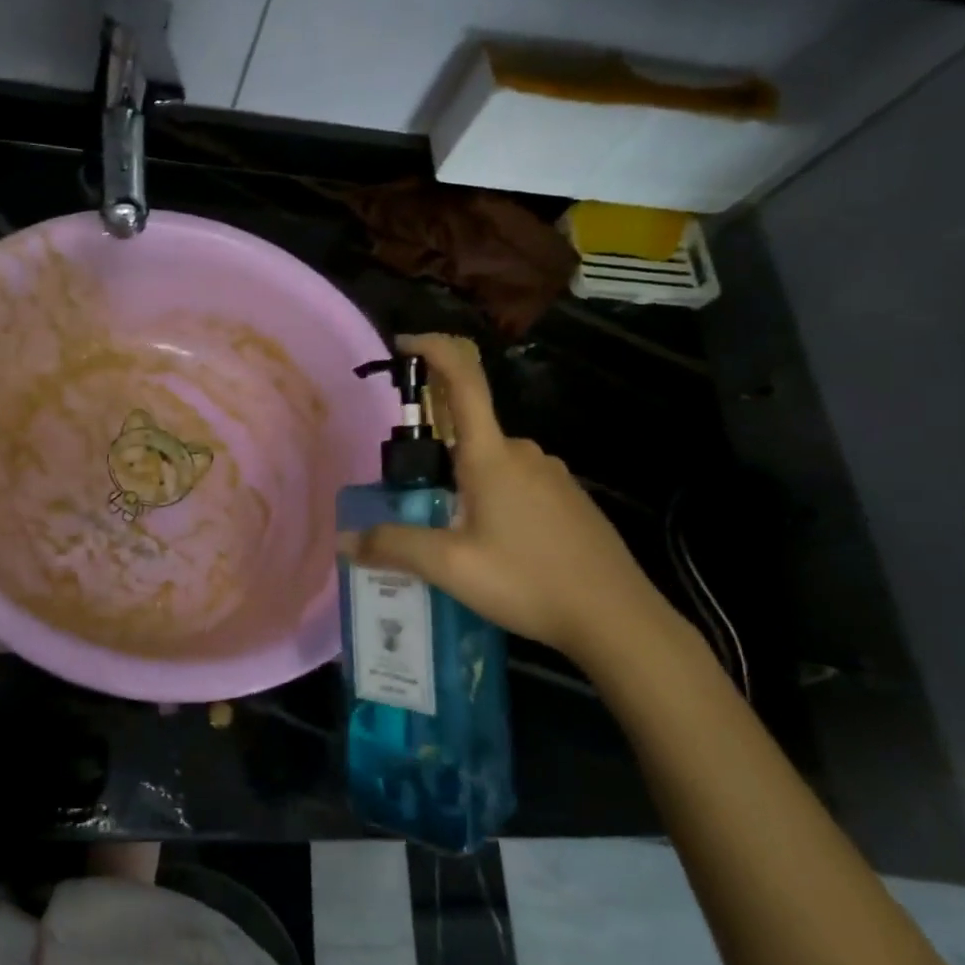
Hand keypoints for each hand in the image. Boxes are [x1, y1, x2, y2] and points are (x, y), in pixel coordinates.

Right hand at [337, 334, 685, 674]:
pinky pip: (515, 482)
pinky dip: (490, 499)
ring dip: (461, 484)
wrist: (618, 619)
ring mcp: (551, 474)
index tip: (403, 345)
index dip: (433, 350)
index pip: (463, 381)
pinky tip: (493, 547)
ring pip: (490, 462)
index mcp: (491, 456)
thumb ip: (394, 546)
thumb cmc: (528, 581)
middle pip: (467, 431)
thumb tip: (346, 540)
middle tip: (412, 502)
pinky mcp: (568, 498)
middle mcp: (523, 452)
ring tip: (449, 536)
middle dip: (433, 454)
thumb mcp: (450, 567)